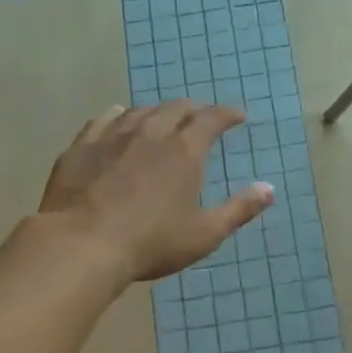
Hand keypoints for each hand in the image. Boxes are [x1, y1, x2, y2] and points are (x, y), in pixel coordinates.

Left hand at [40, 100, 273, 281]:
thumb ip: (239, 210)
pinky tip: (118, 119)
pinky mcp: (82, 145)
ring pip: (141, 110)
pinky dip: (120, 116)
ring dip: (158, 112)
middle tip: (201, 118)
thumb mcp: (204, 234)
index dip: (228, 114)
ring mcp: (113, 135)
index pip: (212, 118)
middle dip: (194, 109)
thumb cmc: (151, 243)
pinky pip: (105, 119)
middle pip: (177, 107)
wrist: (82, 245)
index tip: (238, 116)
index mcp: (185, 150)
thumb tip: (269, 189)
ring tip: (163, 121)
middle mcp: (151, 132)